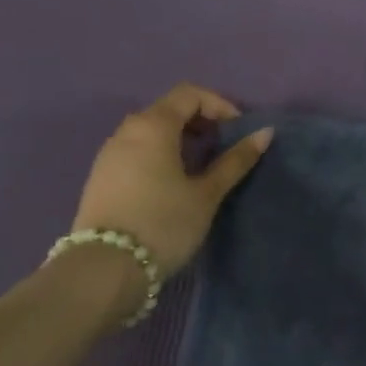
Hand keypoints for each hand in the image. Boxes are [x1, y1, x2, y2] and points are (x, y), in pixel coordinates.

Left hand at [72, 82, 273, 281]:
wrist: (102, 272)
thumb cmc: (163, 223)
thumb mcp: (207, 193)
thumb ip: (236, 160)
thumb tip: (265, 132)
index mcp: (153, 126)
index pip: (190, 94)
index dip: (219, 105)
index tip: (237, 131)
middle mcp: (126, 131)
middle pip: (168, 109)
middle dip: (200, 121)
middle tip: (223, 146)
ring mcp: (108, 155)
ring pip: (150, 131)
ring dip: (179, 138)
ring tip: (201, 166)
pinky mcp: (100, 178)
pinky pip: (135, 150)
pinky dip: (159, 153)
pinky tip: (172, 183)